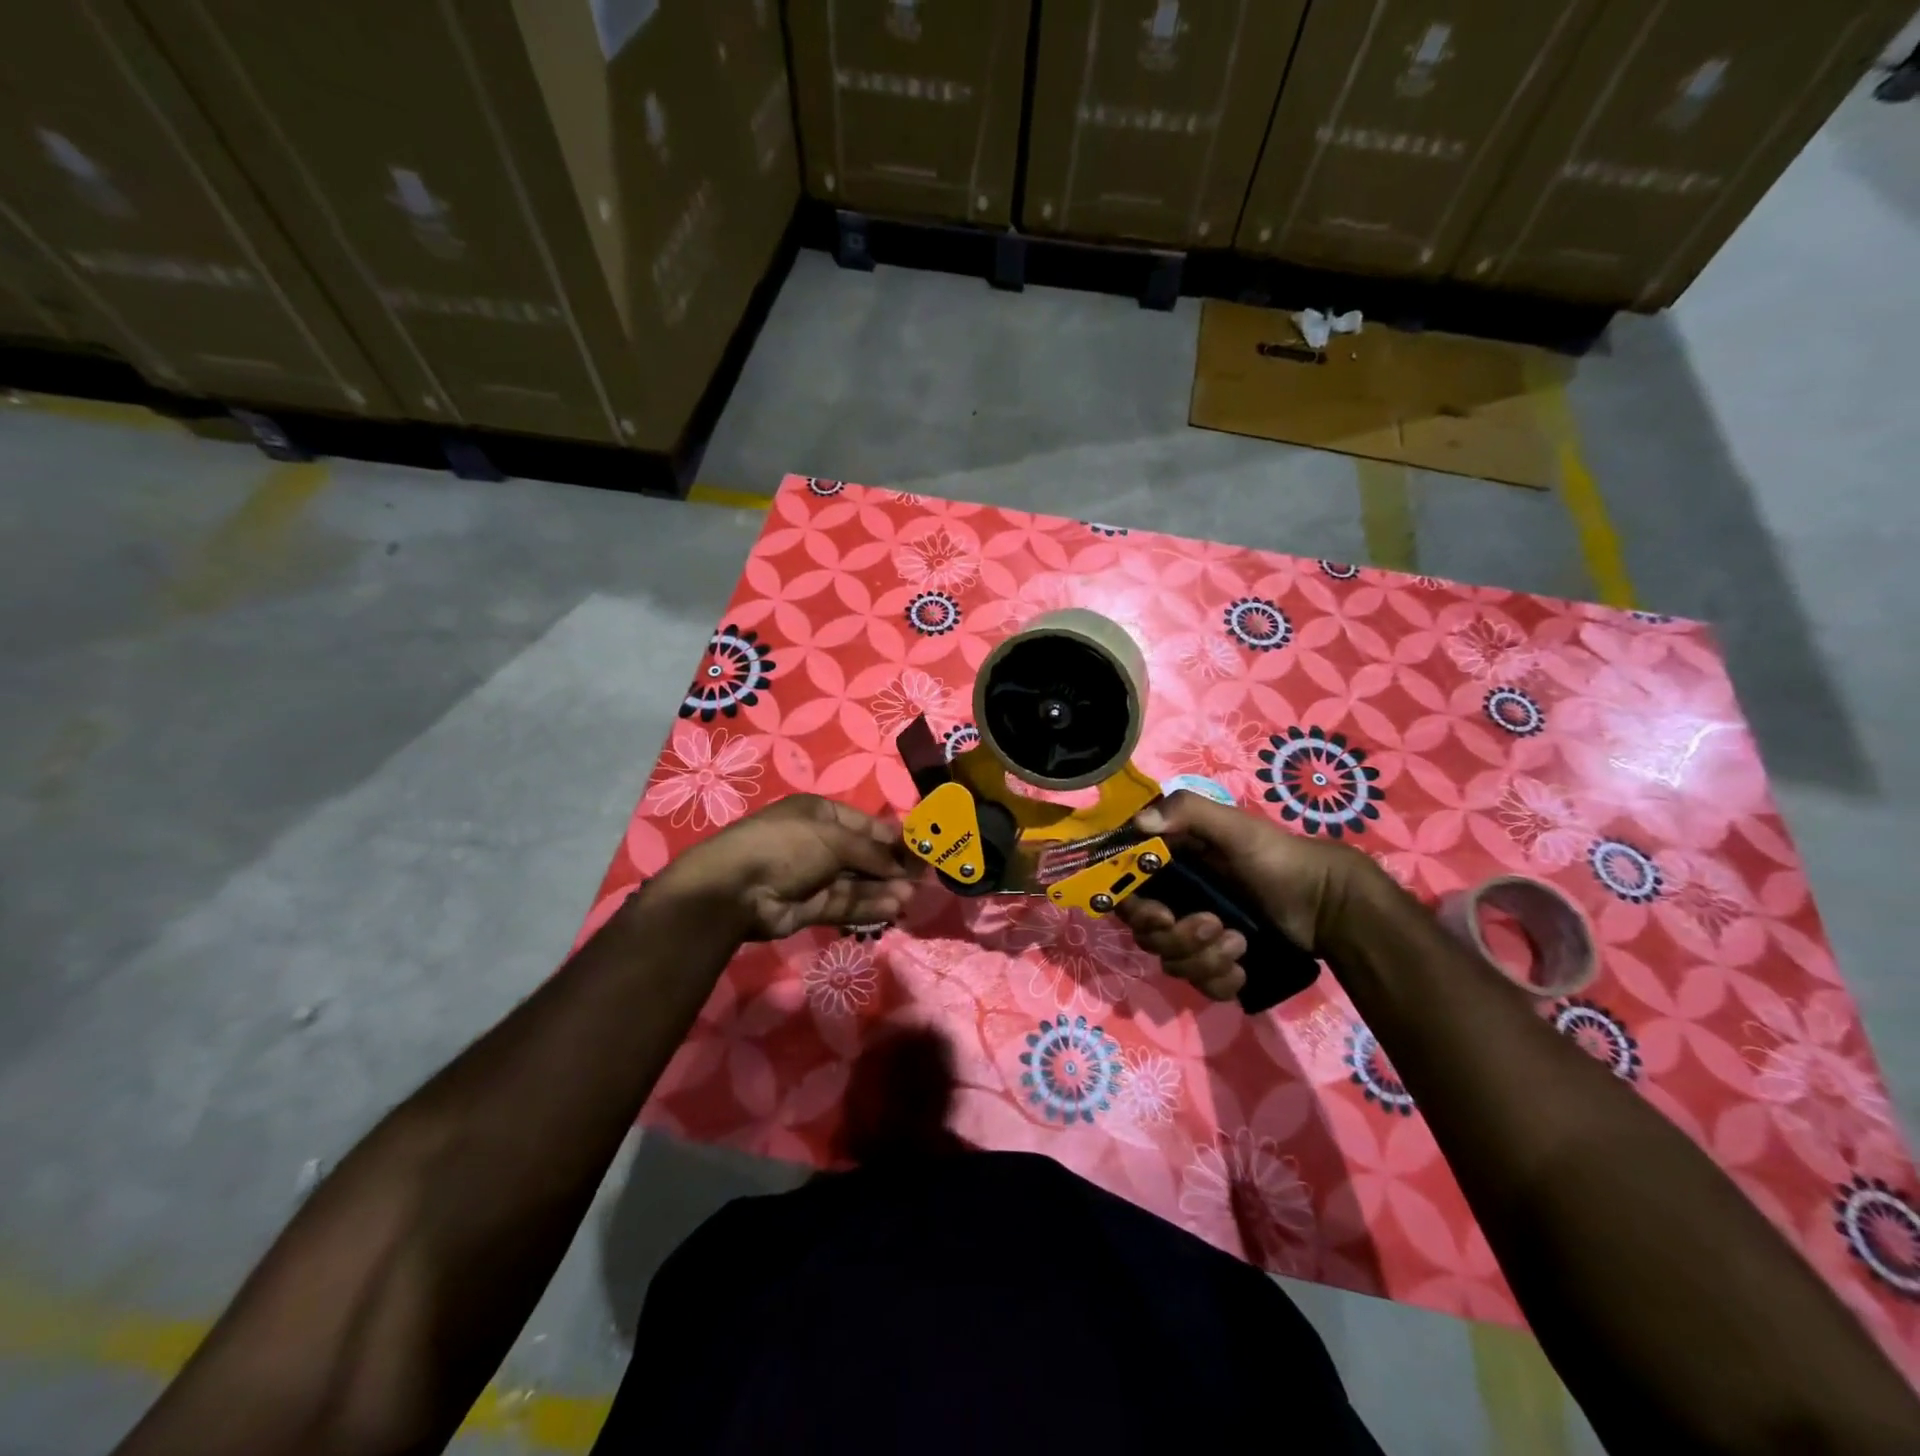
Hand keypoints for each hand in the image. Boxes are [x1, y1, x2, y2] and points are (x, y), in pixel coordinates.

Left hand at [650, 794, 920, 940]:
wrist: (736, 887)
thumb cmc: (787, 845)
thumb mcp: (833, 838)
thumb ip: (871, 851)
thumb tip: (902, 864)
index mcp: (820, 815)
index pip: (865, 825)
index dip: (892, 838)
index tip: (920, 851)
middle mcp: (818, 843)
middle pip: (863, 855)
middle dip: (890, 866)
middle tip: (921, 879)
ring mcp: (814, 876)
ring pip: (856, 882)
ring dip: (882, 888)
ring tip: (910, 897)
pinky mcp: (810, 906)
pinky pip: (845, 903)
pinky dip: (868, 905)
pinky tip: (892, 908)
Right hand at [1116, 791, 1375, 1001]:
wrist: (1329, 905)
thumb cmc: (1279, 859)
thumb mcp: (1236, 828)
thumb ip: (1188, 813)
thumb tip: (1140, 821)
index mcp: (1169, 867)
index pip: (1125, 892)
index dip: (1133, 908)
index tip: (1161, 915)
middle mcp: (1174, 901)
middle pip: (1146, 934)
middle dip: (1178, 937)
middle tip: (1215, 925)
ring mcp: (1194, 935)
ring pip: (1172, 962)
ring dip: (1204, 958)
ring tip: (1240, 943)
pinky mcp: (1216, 963)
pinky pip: (1199, 985)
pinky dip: (1219, 981)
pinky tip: (1243, 968)